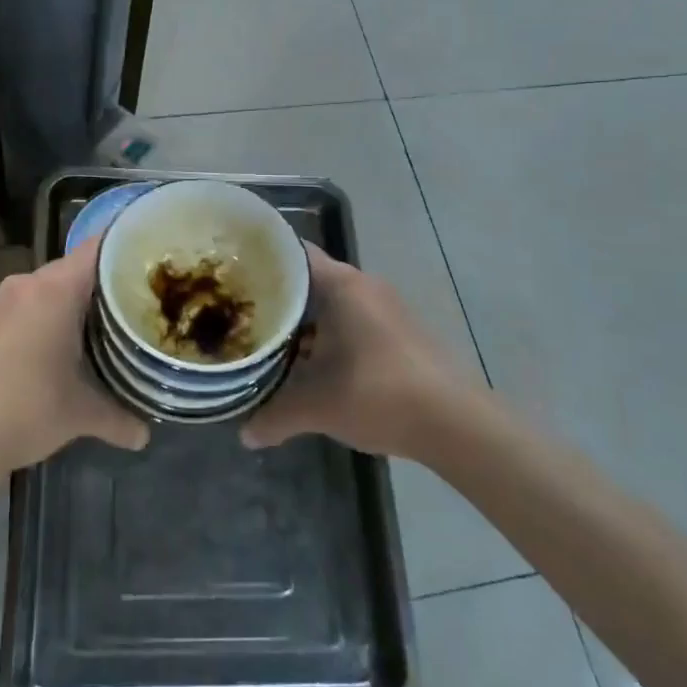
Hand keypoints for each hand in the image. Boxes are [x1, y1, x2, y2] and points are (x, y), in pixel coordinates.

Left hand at [0, 235, 148, 491]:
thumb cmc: (26, 409)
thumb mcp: (81, 414)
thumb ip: (118, 417)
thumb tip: (145, 436)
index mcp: (56, 289)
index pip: (100, 247)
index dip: (131, 246)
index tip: (158, 254)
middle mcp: (29, 284)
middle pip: (79, 267)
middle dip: (110, 282)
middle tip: (146, 298)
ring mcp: (5, 302)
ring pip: (54, 288)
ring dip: (80, 303)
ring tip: (115, 322)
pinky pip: (34, 305)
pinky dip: (56, 316)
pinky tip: (73, 343)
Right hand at [241, 244, 472, 459]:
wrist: (455, 422)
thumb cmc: (379, 395)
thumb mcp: (317, 407)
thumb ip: (275, 415)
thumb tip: (245, 433)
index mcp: (341, 285)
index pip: (292, 253)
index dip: (261, 260)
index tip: (231, 273)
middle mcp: (363, 286)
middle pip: (309, 279)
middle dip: (277, 296)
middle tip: (240, 311)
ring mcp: (385, 308)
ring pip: (331, 303)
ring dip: (303, 320)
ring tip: (268, 339)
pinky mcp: (399, 332)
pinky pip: (351, 320)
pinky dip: (328, 335)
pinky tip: (310, 363)